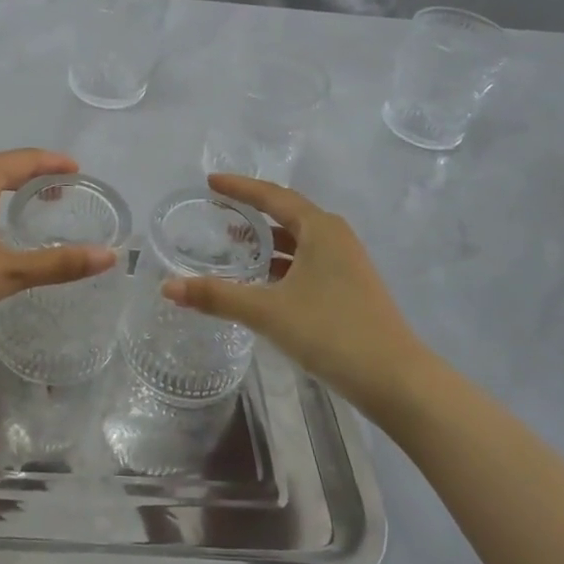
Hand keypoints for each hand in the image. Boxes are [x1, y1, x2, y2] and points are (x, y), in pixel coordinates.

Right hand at [161, 174, 431, 407]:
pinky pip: (307, 261)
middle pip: (286, 214)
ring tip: (234, 244)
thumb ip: (217, 297)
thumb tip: (167, 288)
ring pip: (298, 240)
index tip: (210, 182)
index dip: (239, 188)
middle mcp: (335, 237)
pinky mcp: (350, 288)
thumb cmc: (332, 332)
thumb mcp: (268, 312)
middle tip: (218, 211)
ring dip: (267, 240)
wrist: (397, 380)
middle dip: (252, 212)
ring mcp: (347, 263)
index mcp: (320, 228)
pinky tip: (262, 281)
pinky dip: (281, 263)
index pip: (271, 196)